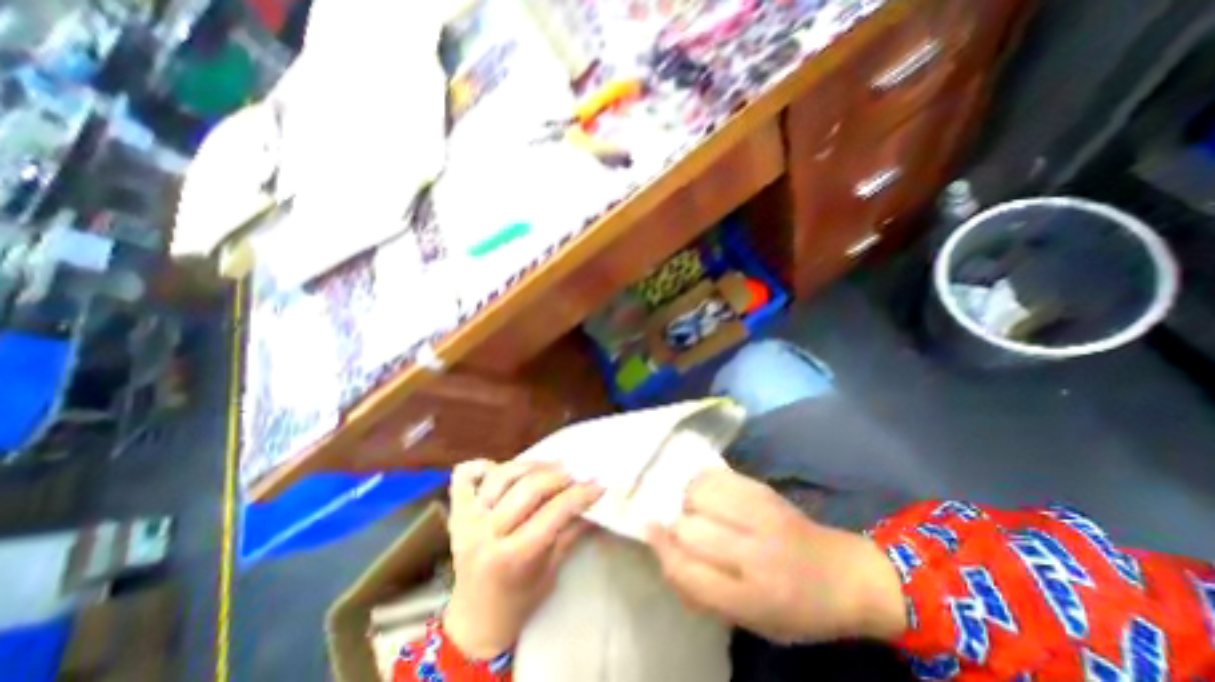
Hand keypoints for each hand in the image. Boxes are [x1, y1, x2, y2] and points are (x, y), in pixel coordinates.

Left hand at [444, 461, 601, 657]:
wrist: (475, 619)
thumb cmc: (520, 600)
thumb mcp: (551, 570)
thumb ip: (571, 530)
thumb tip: (595, 500)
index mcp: (512, 557)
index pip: (554, 512)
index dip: (580, 494)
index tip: (598, 483)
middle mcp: (486, 534)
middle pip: (529, 488)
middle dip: (559, 475)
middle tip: (577, 472)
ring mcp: (467, 519)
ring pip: (503, 474)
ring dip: (531, 465)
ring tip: (551, 466)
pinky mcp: (457, 512)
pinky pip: (464, 477)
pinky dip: (481, 466)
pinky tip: (500, 468)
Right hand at [645, 468, 898, 643]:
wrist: (842, 573)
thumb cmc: (792, 607)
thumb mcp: (749, 619)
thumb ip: (701, 589)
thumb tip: (662, 549)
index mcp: (754, 599)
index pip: (690, 573)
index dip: (664, 551)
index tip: (650, 532)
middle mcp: (757, 554)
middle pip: (690, 530)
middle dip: (677, 529)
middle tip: (685, 531)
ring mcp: (761, 514)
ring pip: (699, 495)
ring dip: (688, 502)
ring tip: (697, 510)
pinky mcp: (762, 489)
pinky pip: (715, 476)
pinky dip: (701, 484)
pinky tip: (708, 494)